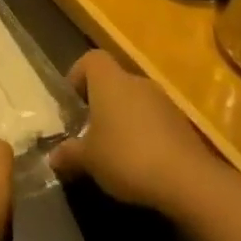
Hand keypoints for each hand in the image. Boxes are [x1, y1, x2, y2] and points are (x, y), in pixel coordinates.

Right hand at [49, 49, 224, 215]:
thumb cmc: (126, 156)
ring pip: (134, 102)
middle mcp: (136, 82)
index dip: (78, 76)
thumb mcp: (88, 159)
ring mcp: (163, 101)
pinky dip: (144, 134)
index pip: (90, 60)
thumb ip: (69, 154)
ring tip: (113, 152)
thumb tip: (52, 157)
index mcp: (109, 81)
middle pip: (113, 82)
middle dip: (99, 104)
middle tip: (89, 133)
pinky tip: (140, 163)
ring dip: (123, 120)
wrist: (188, 180)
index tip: (72, 104)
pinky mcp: (182, 124)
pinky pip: (154, 121)